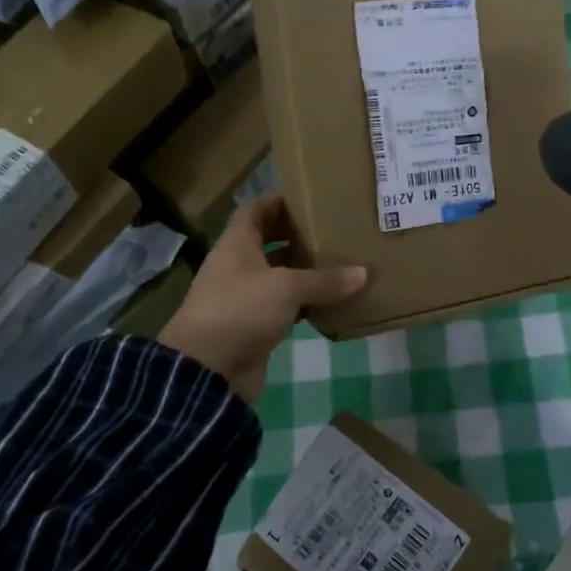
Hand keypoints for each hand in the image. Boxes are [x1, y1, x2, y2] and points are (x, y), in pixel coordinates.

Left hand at [159, 195, 367, 403]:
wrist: (207, 371)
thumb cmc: (240, 310)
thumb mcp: (286, 288)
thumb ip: (325, 280)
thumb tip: (362, 273)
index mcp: (237, 243)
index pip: (257, 210)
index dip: (281, 201)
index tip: (314, 199)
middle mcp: (239, 266)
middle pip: (270, 242)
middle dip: (300, 237)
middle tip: (336, 232)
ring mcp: (245, 297)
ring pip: (280, 276)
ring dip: (306, 272)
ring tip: (343, 265)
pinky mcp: (254, 326)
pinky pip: (285, 307)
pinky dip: (306, 304)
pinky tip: (333, 303)